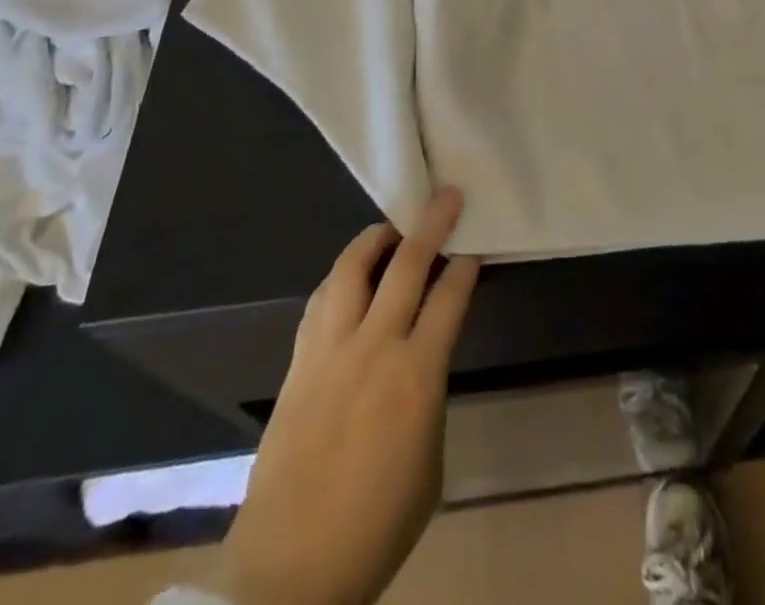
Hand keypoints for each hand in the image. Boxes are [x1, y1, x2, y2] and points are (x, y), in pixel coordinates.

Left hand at [223, 190, 481, 604]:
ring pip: (351, 269)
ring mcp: (329, 350)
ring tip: (391, 229)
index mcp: (416, 375)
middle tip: (446, 196)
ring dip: (375, 240)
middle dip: (432, 224)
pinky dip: (341, 278)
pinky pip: (322, 301)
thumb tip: (420, 362)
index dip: (465, 264)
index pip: (449, 297)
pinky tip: (350, 278)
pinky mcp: (298, 363)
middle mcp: (374, 347)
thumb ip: (428, 397)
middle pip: (406, 264)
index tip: (474, 244)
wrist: (289, 572)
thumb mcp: (430, 463)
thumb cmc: (377, 527)